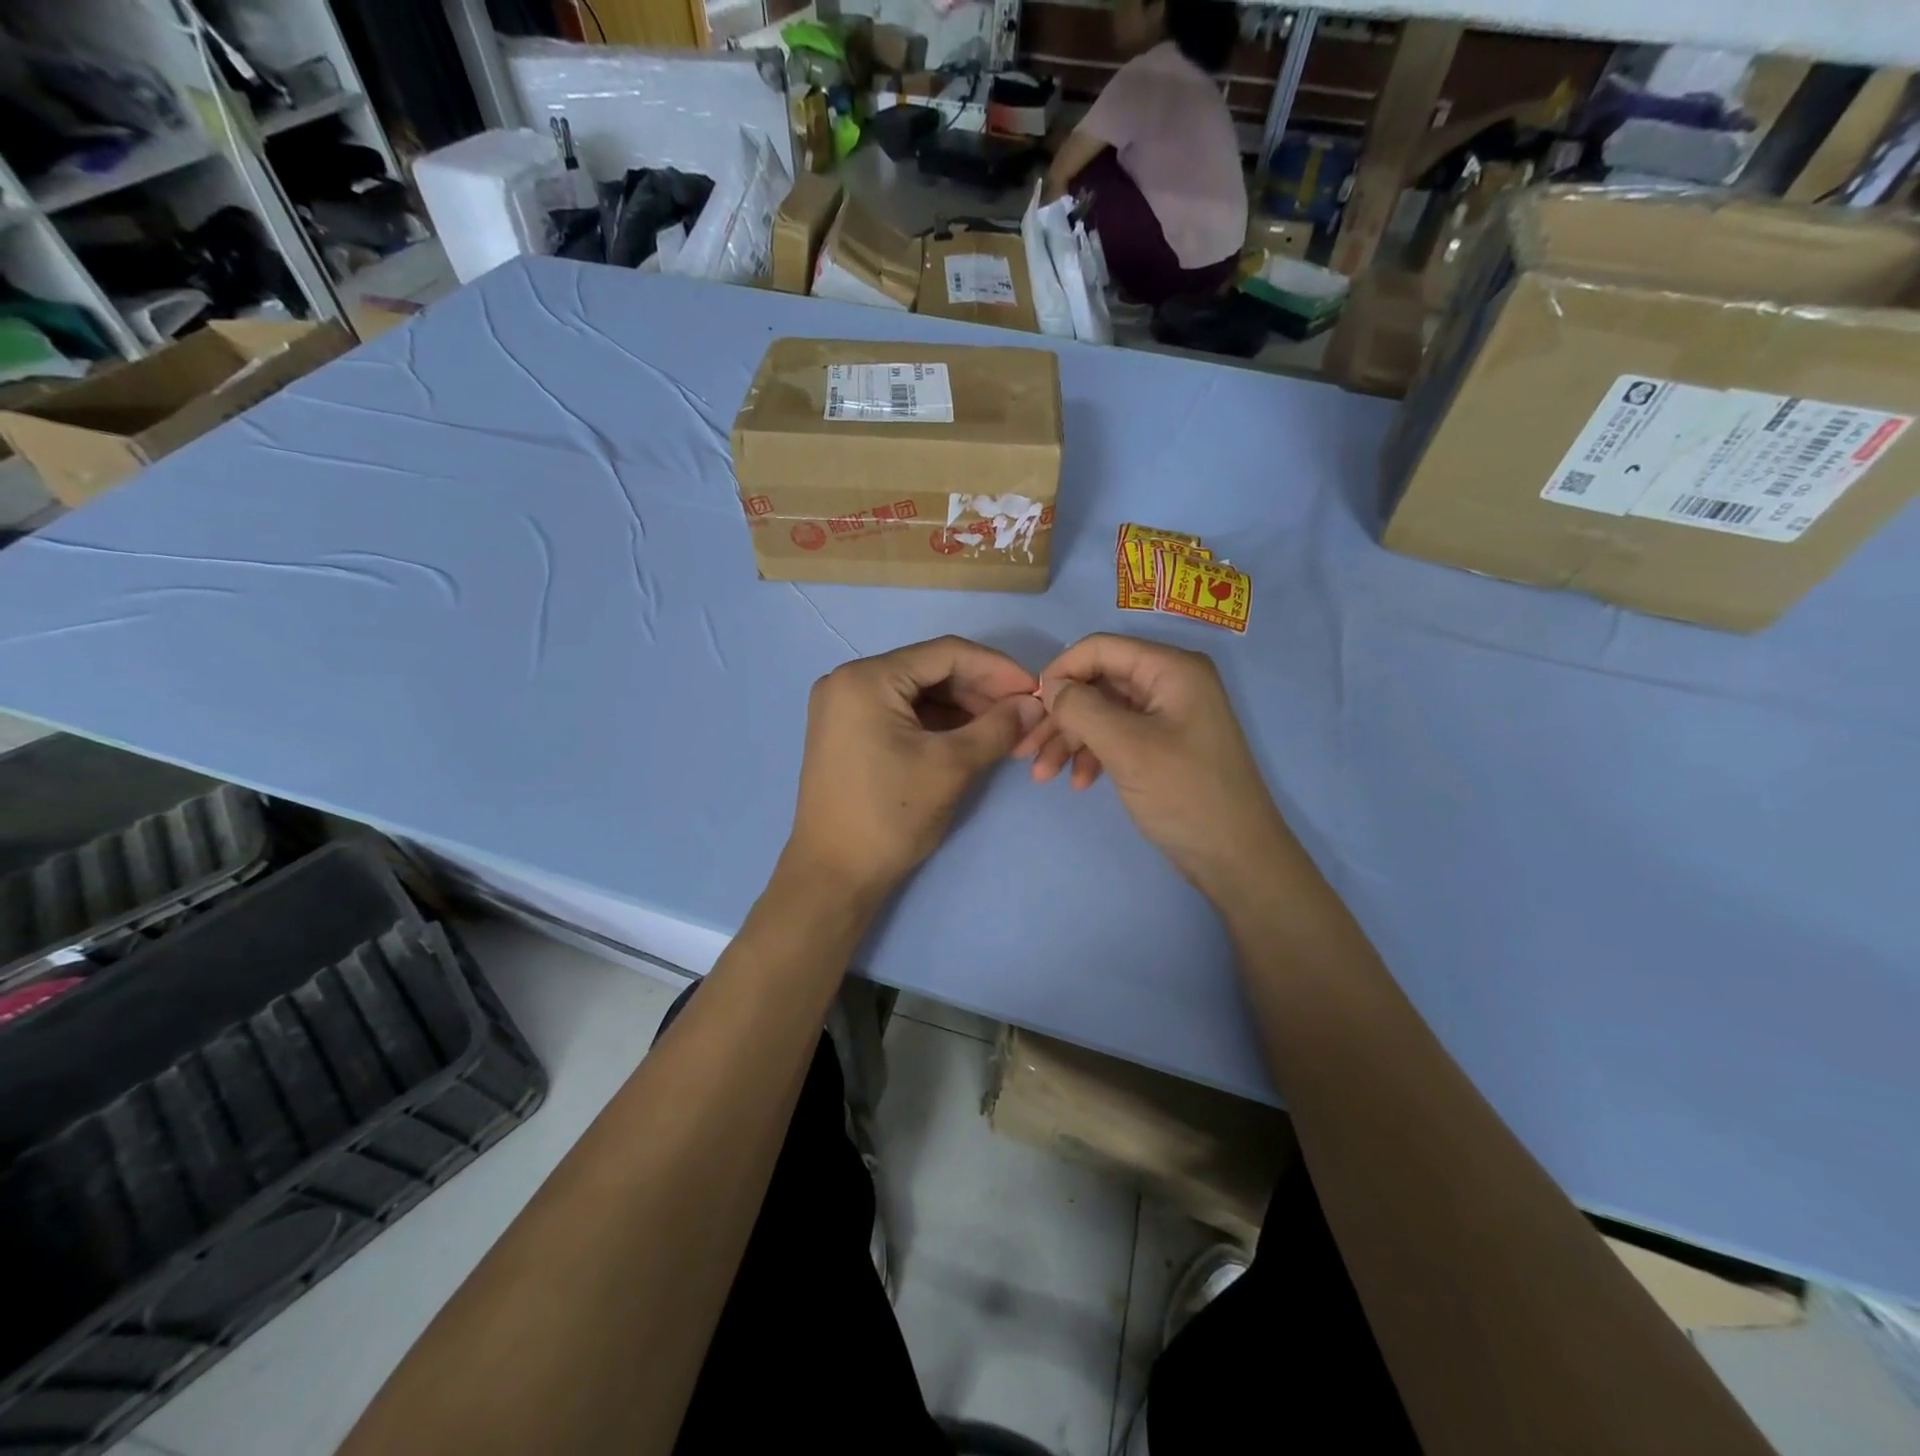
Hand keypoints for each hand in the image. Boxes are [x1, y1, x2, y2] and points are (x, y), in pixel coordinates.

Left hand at [784, 636, 1044, 907]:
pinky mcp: (848, 731)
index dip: (997, 668)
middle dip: (981, 691)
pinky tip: (972, 736)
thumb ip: (998, 727)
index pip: (945, 653)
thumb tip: (1036, 704)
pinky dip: (939, 722)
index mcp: (866, 678)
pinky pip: (902, 712)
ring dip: (963, 708)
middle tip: (1024, 714)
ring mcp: (844, 706)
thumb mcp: (951, 767)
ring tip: (1006, 729)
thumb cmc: (890, 816)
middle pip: (930, 670)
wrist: (834, 875)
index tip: (1037, 689)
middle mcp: (849, 680)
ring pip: (919, 692)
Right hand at [1018, 633, 1292, 899]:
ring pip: (1103, 712)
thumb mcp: (1127, 747)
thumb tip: (1049, 686)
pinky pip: (1117, 736)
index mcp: (1171, 669)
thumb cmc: (1185, 794)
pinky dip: (1093, 754)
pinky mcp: (1163, 744)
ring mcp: (1167, 715)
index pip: (1101, 649)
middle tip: (1027, 751)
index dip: (1061, 671)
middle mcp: (1170, 682)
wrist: (1236, 858)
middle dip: (1060, 716)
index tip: (1030, 707)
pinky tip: (1079, 783)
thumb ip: (1081, 708)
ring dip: (1070, 740)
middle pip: (1098, 682)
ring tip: (1043, 775)